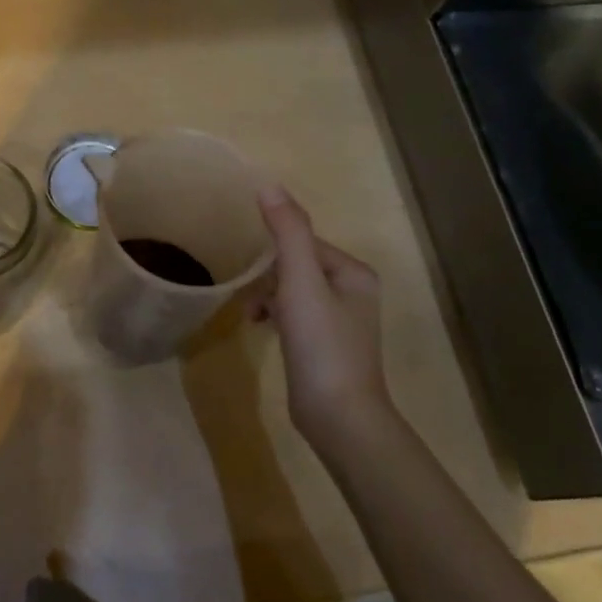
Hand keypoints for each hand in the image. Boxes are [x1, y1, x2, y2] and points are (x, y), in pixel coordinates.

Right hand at [253, 186, 390, 459]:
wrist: (338, 417)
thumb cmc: (321, 344)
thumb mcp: (301, 282)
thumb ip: (287, 232)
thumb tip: (268, 185)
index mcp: (354, 273)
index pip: (304, 243)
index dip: (274, 252)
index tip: (249, 268)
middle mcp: (354, 292)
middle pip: (298, 265)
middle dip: (269, 276)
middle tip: (247, 292)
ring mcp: (341, 322)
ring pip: (294, 291)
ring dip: (268, 296)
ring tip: (249, 312)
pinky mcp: (326, 347)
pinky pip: (295, 316)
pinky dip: (275, 316)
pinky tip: (258, 327)